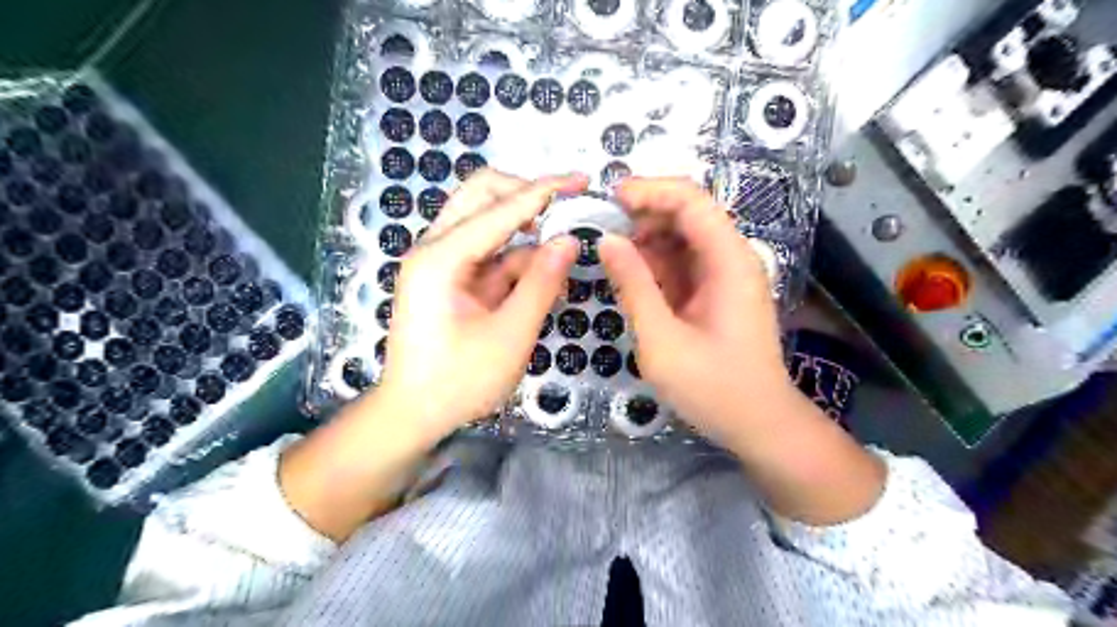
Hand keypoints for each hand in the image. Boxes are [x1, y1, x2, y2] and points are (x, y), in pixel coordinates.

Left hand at [379, 168, 585, 436]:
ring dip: (525, 231)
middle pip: (481, 196)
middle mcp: (434, 249)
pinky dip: (517, 260)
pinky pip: (488, 253)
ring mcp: (440, 262)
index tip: (581, 179)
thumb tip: (569, 241)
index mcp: (441, 258)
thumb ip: (541, 284)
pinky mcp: (449, 278)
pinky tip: (543, 276)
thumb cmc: (458, 382)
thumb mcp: (510, 336)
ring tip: (561, 253)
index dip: (544, 191)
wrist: (413, 415)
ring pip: (485, 222)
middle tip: (565, 209)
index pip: (500, 209)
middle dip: (525, 196)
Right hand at [597, 180, 787, 443]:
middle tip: (604, 234)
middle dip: (645, 216)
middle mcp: (732, 259)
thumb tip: (607, 240)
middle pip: (688, 214)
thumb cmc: (713, 388)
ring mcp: (726, 276)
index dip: (651, 190)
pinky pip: (684, 265)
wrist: (759, 425)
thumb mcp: (662, 340)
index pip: (692, 200)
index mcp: (729, 261)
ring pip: (683, 239)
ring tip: (614, 260)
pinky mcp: (717, 293)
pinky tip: (633, 281)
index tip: (611, 199)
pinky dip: (656, 266)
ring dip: (648, 242)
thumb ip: (633, 286)